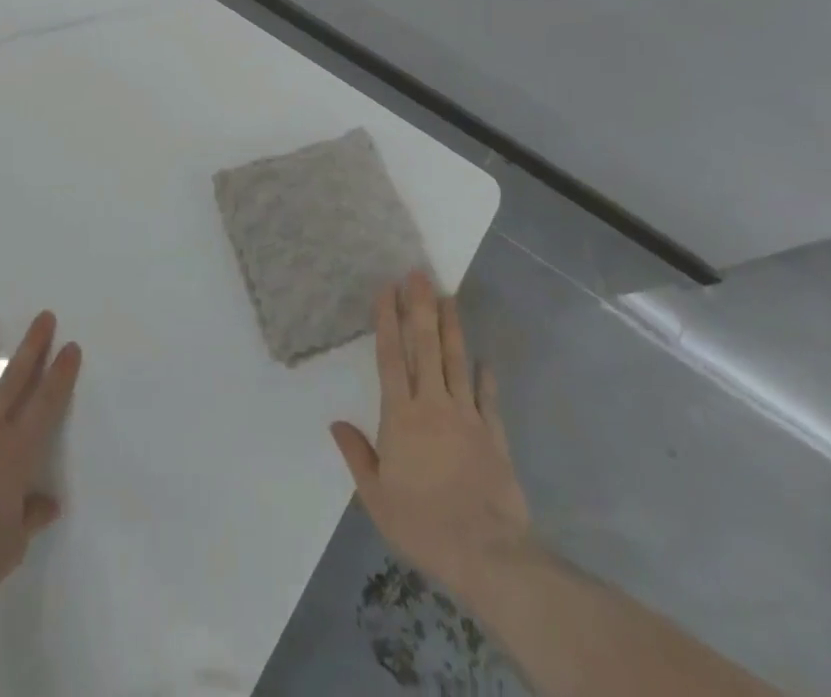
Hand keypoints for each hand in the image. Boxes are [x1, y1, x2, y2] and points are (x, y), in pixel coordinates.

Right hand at [331, 271, 532, 599]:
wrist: (488, 556)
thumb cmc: (423, 524)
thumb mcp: (376, 497)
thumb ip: (357, 455)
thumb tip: (335, 422)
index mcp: (401, 416)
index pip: (390, 357)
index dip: (388, 320)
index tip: (387, 289)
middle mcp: (434, 406)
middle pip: (425, 347)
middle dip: (421, 308)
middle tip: (419, 274)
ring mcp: (467, 418)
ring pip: (456, 362)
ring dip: (451, 328)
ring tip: (448, 297)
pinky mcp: (494, 436)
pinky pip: (488, 399)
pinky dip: (485, 378)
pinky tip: (484, 360)